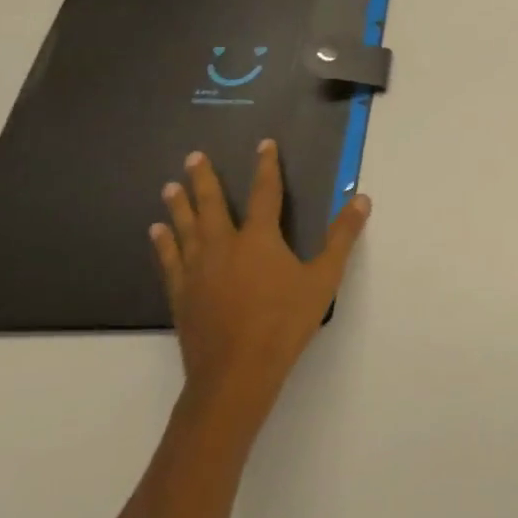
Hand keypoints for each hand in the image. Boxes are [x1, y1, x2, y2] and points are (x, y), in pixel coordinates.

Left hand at [152, 139, 370, 429]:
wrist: (236, 373)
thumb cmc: (284, 322)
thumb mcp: (324, 278)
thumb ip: (342, 237)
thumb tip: (362, 199)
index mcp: (259, 239)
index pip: (264, 192)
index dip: (266, 166)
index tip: (263, 144)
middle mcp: (224, 246)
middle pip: (211, 205)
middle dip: (203, 179)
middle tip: (192, 157)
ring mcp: (198, 271)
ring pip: (185, 229)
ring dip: (178, 206)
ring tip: (168, 187)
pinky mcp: (182, 295)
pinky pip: (169, 261)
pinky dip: (163, 244)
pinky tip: (156, 233)